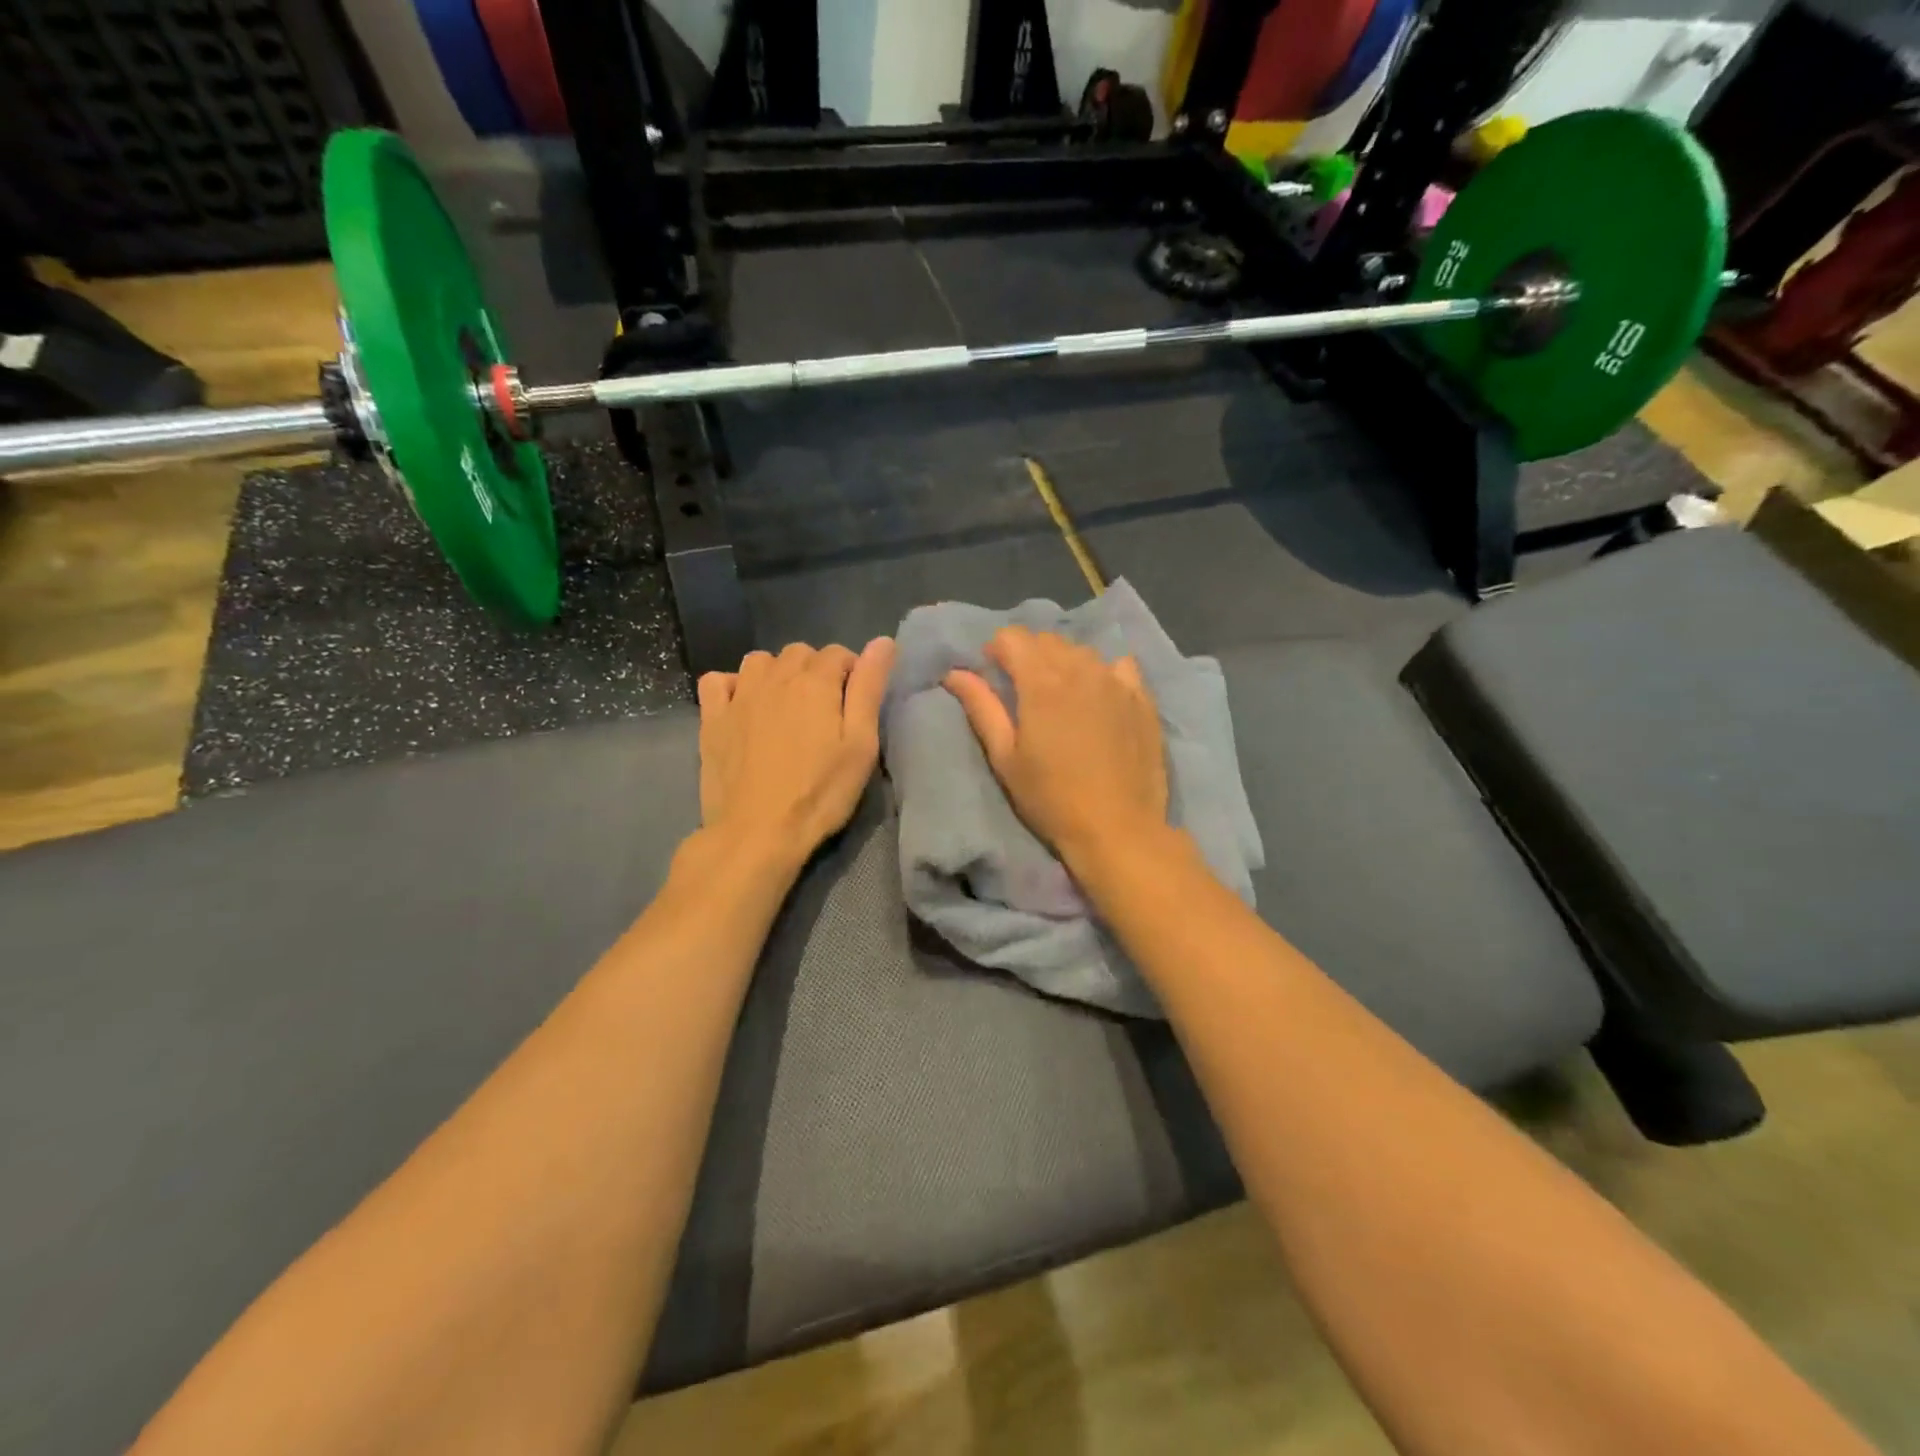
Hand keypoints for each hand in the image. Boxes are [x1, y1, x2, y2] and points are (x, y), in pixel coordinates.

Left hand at [698, 638, 895, 864]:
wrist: (757, 831)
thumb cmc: (819, 792)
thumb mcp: (860, 744)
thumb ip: (869, 688)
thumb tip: (883, 641)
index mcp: (815, 681)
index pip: (838, 653)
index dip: (851, 672)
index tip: (854, 703)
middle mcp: (774, 677)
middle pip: (799, 652)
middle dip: (815, 670)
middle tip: (824, 711)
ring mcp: (738, 696)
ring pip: (759, 661)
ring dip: (776, 673)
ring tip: (785, 707)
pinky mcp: (711, 719)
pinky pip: (717, 681)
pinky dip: (732, 685)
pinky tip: (743, 707)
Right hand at [943, 626, 1167, 870]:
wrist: (1118, 828)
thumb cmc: (1051, 798)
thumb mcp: (1005, 758)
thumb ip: (982, 708)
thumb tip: (955, 673)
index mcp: (1041, 681)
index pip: (1013, 637)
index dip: (997, 651)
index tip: (994, 676)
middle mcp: (1081, 669)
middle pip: (1047, 640)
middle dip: (1029, 655)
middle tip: (1023, 691)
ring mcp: (1117, 681)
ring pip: (1082, 652)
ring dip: (1064, 663)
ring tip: (1061, 697)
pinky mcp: (1143, 698)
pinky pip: (1119, 666)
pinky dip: (1103, 673)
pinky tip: (1101, 697)